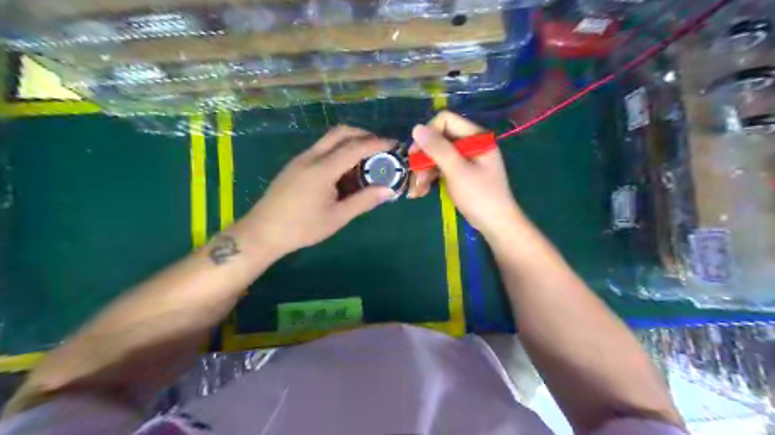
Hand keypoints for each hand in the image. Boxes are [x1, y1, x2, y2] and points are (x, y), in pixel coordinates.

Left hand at [241, 124, 393, 255]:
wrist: (263, 232)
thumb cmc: (302, 227)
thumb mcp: (337, 217)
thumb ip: (364, 201)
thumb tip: (389, 190)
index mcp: (323, 169)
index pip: (355, 147)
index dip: (377, 143)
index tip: (394, 145)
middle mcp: (311, 157)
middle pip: (340, 133)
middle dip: (363, 135)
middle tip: (380, 148)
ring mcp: (301, 159)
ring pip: (329, 139)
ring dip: (350, 141)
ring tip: (365, 159)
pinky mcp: (295, 165)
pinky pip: (321, 148)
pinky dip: (337, 150)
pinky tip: (344, 169)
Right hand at [407, 109, 522, 238]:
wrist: (495, 224)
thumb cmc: (480, 195)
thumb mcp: (457, 170)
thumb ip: (437, 148)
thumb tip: (416, 128)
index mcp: (475, 137)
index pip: (445, 121)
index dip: (428, 134)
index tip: (416, 153)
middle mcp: (470, 144)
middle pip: (438, 140)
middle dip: (423, 157)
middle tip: (413, 175)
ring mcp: (465, 160)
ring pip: (436, 156)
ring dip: (424, 171)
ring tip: (416, 190)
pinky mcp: (460, 174)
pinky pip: (440, 169)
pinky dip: (430, 179)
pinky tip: (420, 192)